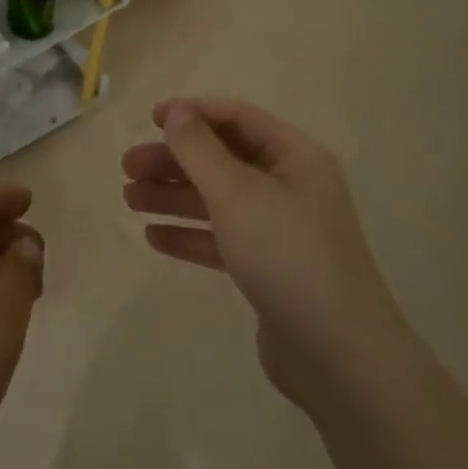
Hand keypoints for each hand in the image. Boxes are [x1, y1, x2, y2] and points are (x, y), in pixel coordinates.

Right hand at [122, 98, 394, 411]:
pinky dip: (190, 234)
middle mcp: (291, 186)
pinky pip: (223, 238)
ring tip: (129, 200)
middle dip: (174, 160)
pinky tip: (154, 237)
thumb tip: (176, 112)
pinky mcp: (271, 269)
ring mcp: (282, 229)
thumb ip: (199, 149)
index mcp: (294, 156)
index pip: (237, 117)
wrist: (339, 356)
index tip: (149, 119)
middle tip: (128, 168)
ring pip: (218, 199)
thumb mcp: (236, 193)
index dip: (193, 113)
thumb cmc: (287, 254)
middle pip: (223, 159)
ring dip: (174, 196)